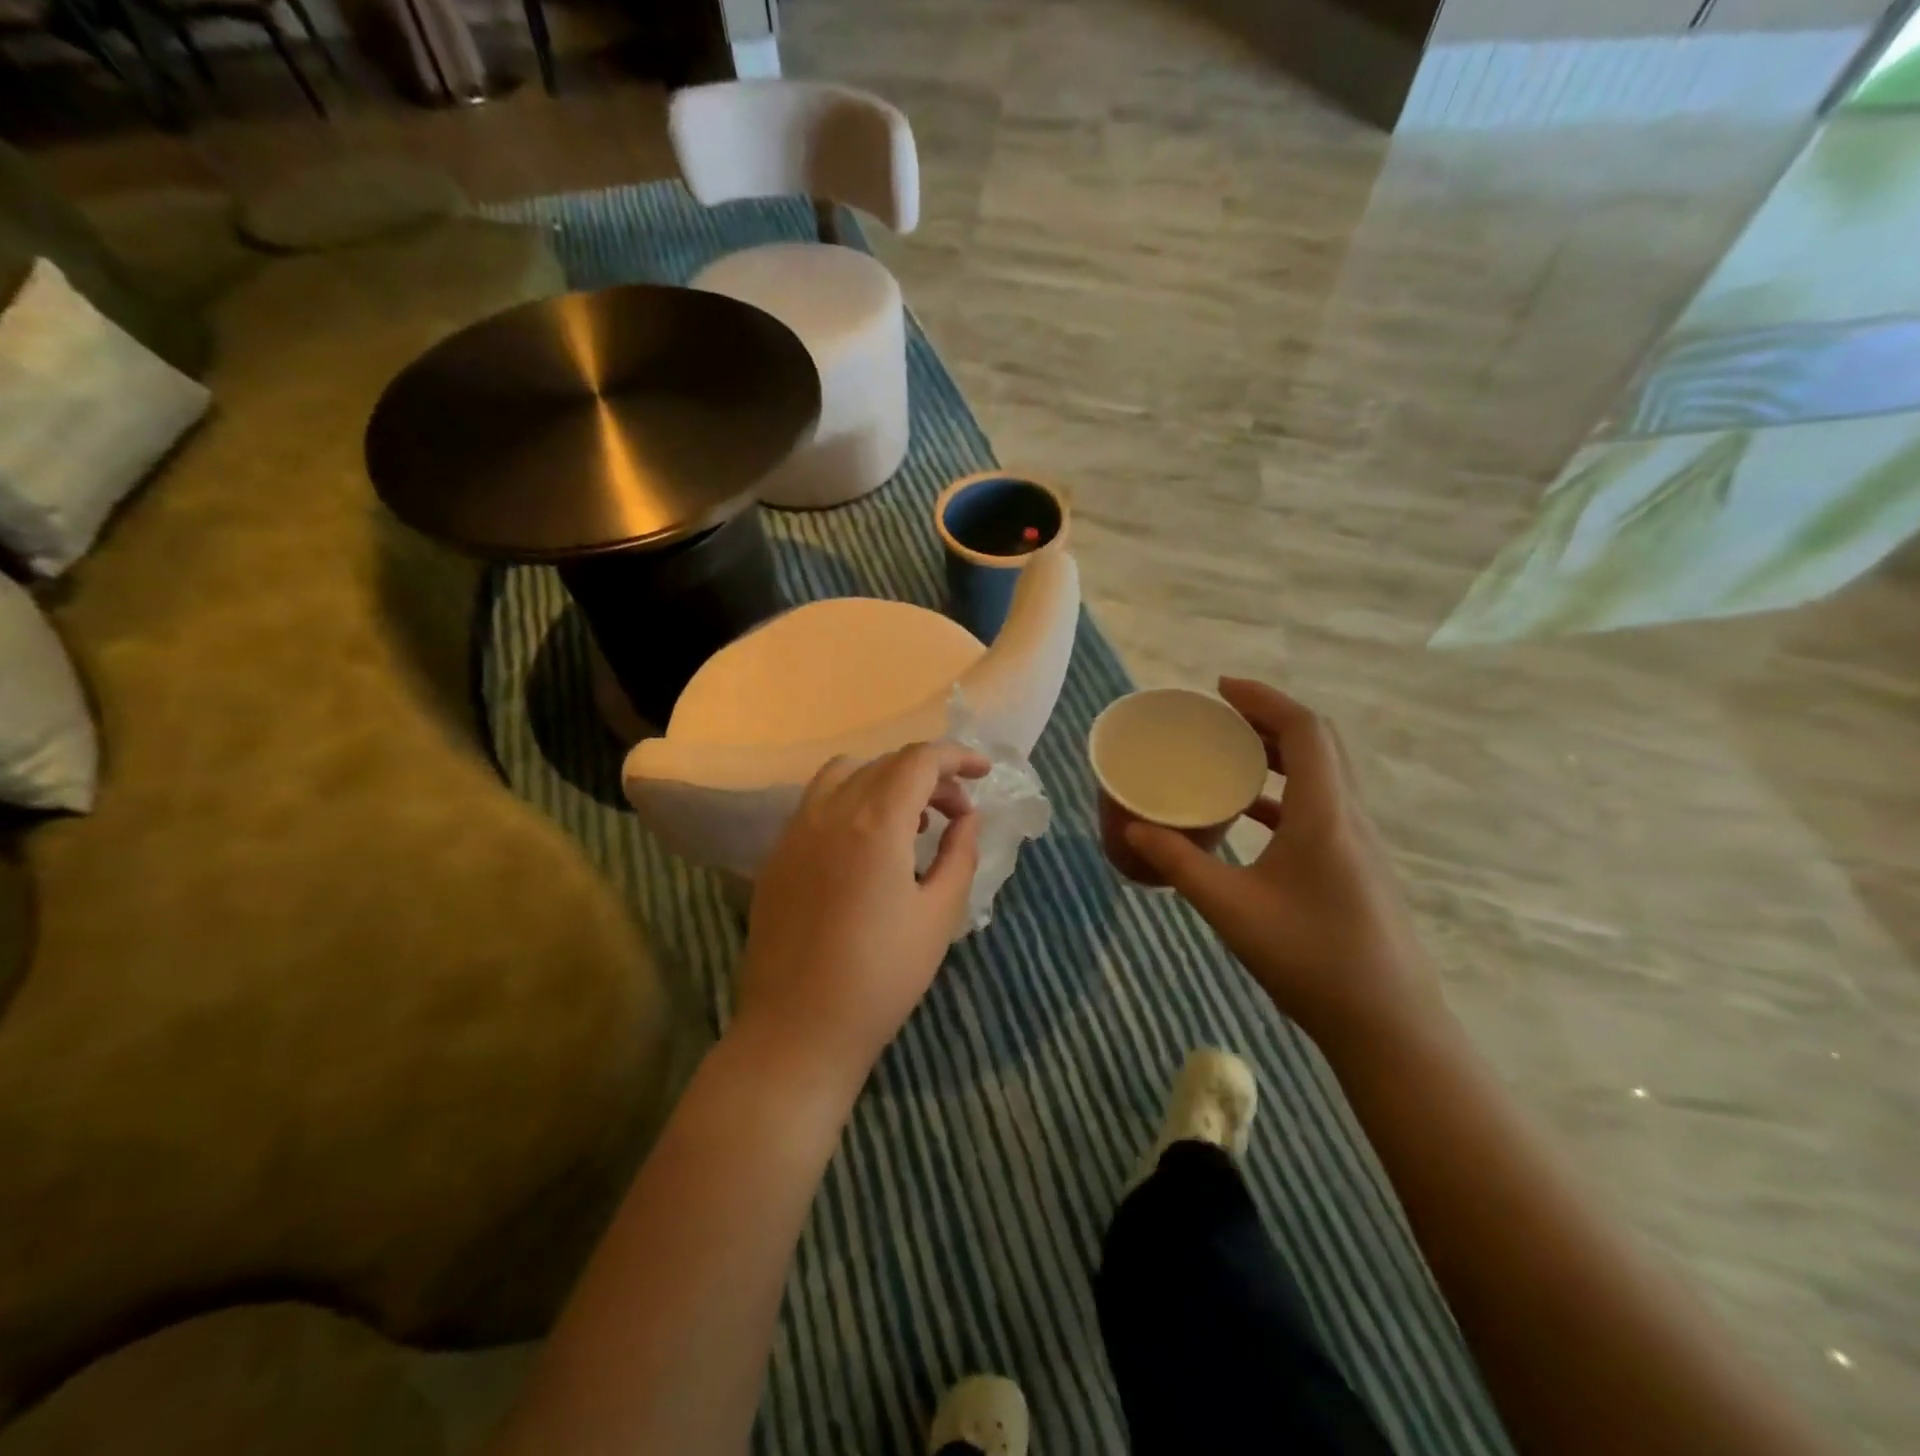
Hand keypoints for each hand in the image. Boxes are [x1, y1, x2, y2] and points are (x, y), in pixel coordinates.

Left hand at [733, 742, 989, 1093]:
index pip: (919, 760)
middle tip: (957, 811)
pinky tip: (867, 843)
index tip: (983, 773)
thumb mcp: (939, 915)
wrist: (799, 1029)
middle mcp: (830, 812)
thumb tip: (967, 818)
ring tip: (912, 820)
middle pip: (885, 763)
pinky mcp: (777, 855)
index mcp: (875, 823)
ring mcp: (796, 831)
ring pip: (845, 774)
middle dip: (930, 775)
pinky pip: (817, 802)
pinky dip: (852, 799)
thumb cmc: (882, 977)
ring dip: (886, 780)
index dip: (956, 757)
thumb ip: (959, 854)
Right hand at [1127, 679, 1444, 1048]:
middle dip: (1268, 720)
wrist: (1389, 1026)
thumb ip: (1180, 864)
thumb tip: (1133, 831)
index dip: (1263, 699)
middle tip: (1220, 717)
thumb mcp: (1232, 909)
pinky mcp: (1357, 867)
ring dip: (1279, 755)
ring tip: (1230, 755)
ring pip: (1323, 775)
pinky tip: (1252, 815)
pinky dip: (1285, 794)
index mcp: (1324, 814)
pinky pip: (1321, 807)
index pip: (1304, 730)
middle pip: (1317, 744)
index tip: (1220, 690)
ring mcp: (1359, 843)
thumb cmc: (1311, 960)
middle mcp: (1349, 817)